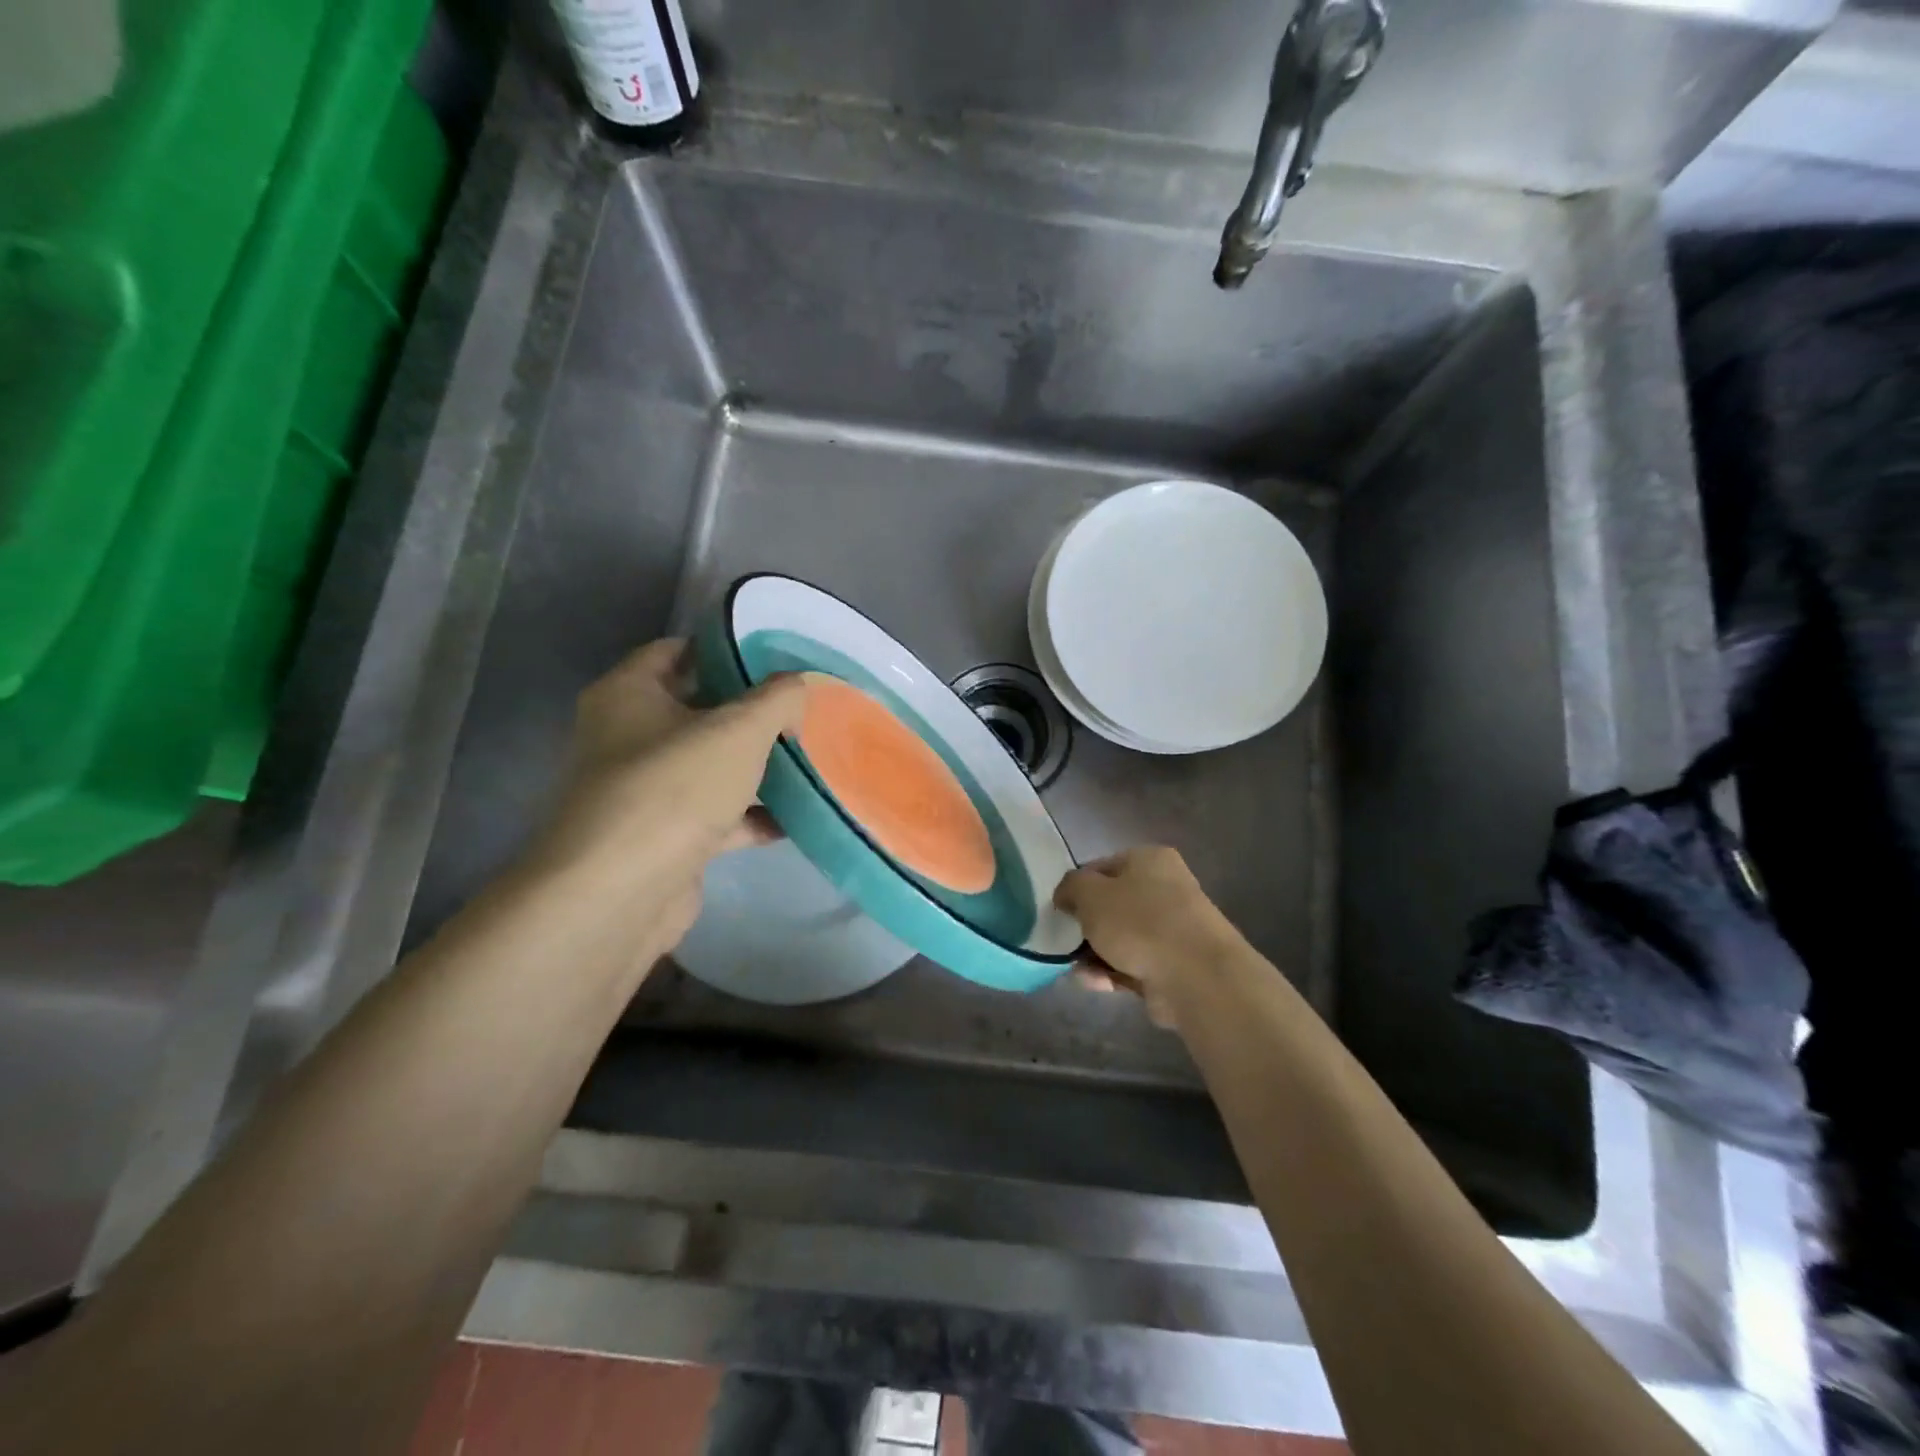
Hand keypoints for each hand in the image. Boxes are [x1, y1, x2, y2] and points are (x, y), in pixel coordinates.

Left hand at [523, 638, 807, 953]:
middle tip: (800, 709)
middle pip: (696, 711)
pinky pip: (714, 815)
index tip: (774, 656)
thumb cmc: (674, 787)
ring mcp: (643, 792)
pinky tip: (794, 817)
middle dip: (749, 712)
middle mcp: (626, 738)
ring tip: (807, 759)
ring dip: (754, 767)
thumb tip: (797, 684)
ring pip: (708, 766)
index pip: (675, 651)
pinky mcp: (662, 838)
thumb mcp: (738, 729)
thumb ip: (776, 698)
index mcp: (628, 694)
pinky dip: (749, 816)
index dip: (723, 648)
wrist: (622, 892)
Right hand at [1055, 847, 1246, 1027]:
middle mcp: (1165, 888)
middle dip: (1087, 926)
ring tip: (1079, 971)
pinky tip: (1096, 984)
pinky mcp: (1173, 964)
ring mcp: (1172, 929)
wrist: (1196, 976)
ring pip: (1121, 938)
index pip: (1101, 867)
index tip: (1061, 910)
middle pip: (1111, 905)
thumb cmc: (1139, 922)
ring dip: (1096, 954)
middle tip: (1066, 942)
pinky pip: (1134, 964)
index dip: (1077, 887)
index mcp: (1149, 859)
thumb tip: (1067, 895)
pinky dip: (1113, 973)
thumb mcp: (1090, 894)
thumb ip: (1070, 888)